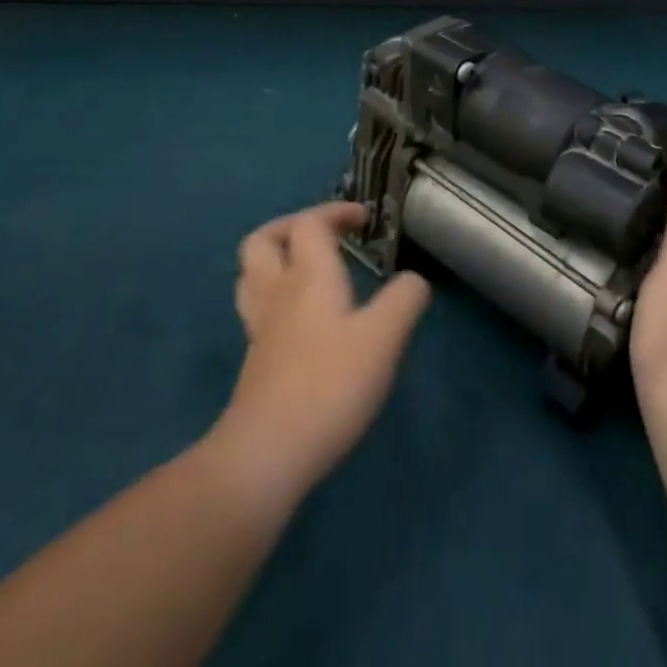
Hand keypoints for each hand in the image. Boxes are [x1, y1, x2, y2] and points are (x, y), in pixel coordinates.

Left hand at [214, 201, 430, 506]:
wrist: (266, 454)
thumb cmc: (328, 384)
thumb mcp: (384, 338)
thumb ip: (404, 300)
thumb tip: (414, 280)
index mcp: (308, 275)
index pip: (310, 223)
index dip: (335, 212)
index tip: (363, 220)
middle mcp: (277, 293)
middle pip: (262, 241)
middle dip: (290, 227)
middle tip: (321, 235)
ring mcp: (260, 329)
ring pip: (251, 276)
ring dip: (276, 260)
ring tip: (306, 269)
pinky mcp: (256, 363)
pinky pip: (258, 310)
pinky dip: (276, 298)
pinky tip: (303, 320)